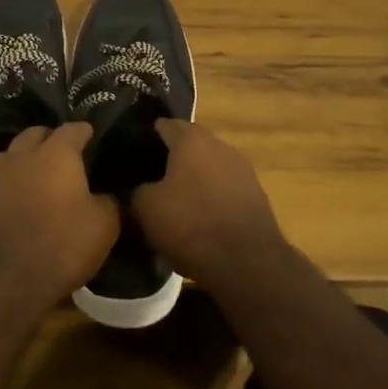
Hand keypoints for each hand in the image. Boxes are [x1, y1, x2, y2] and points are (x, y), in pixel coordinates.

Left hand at [0, 123, 118, 312]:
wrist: (6, 281)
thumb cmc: (62, 246)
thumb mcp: (104, 226)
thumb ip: (108, 201)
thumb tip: (104, 195)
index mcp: (56, 154)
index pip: (73, 128)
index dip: (85, 131)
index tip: (92, 137)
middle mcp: (22, 155)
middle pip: (35, 133)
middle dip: (50, 139)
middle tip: (63, 154)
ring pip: (9, 155)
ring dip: (23, 159)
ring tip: (34, 174)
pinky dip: (3, 187)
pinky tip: (9, 200)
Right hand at [134, 120, 286, 287]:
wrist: (248, 263)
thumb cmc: (191, 225)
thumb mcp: (146, 208)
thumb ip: (138, 189)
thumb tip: (141, 188)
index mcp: (192, 139)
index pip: (163, 125)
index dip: (146, 138)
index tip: (132, 155)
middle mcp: (220, 145)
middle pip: (189, 145)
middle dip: (170, 159)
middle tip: (150, 179)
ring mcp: (242, 170)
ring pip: (208, 167)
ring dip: (193, 179)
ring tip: (174, 202)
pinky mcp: (256, 195)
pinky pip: (224, 188)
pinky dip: (210, 197)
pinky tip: (199, 219)